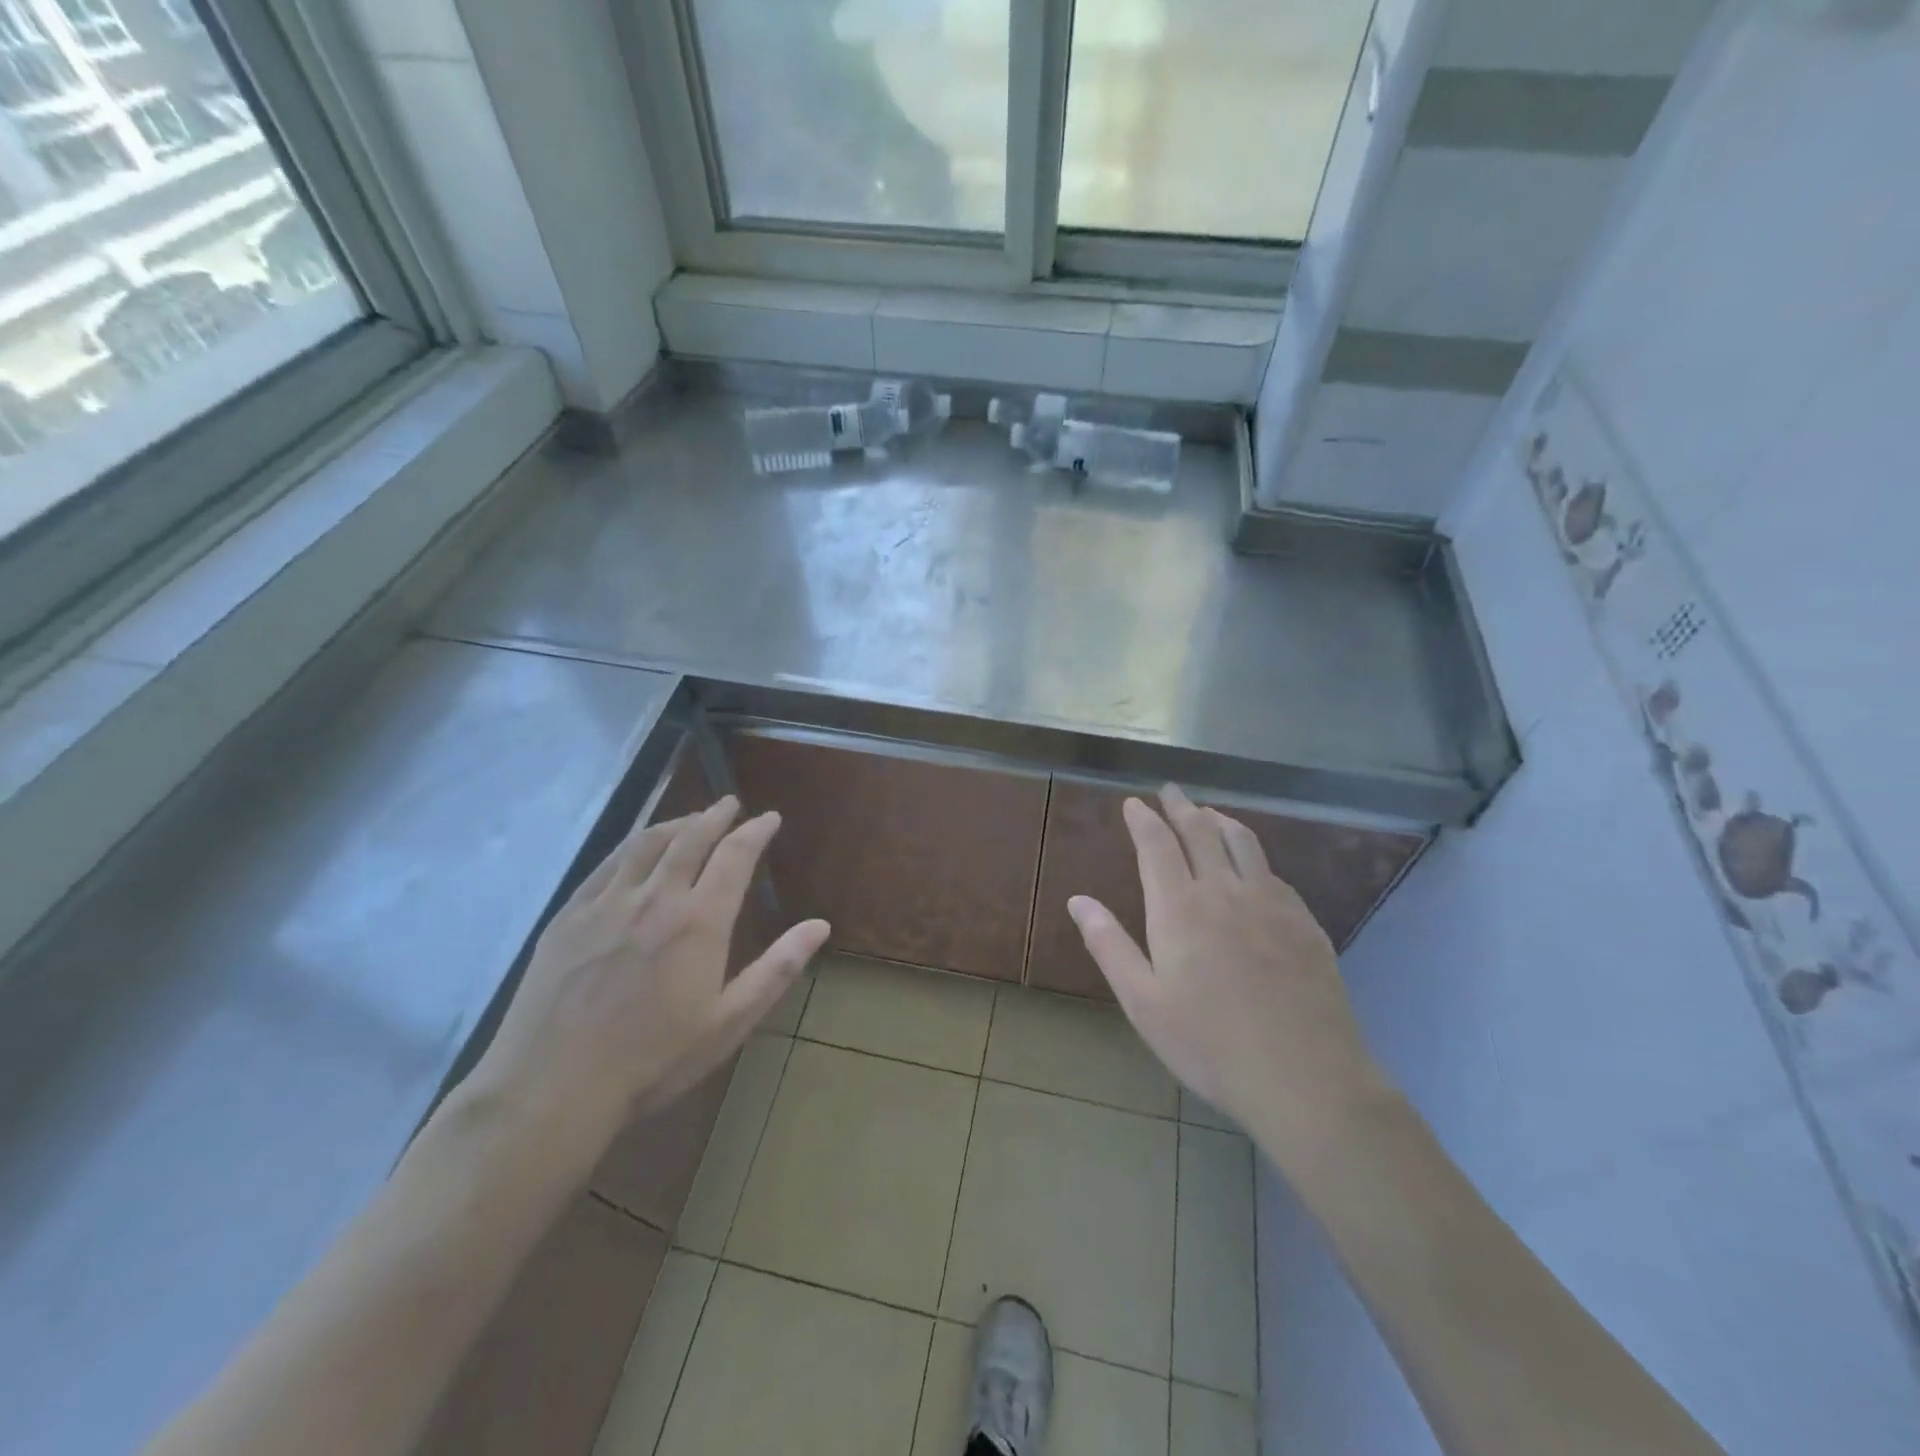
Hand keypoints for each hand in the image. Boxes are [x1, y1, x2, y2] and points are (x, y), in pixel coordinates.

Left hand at [462, 797, 829, 1167]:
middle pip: (690, 838)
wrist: (552, 1087)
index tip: (769, 818)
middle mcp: (655, 898)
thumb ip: (776, 969)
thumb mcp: (728, 1022)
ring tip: (691, 819)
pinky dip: (632, 845)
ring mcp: (606, 903)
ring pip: (647, 843)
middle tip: (730, 804)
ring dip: (675, 823)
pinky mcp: (568, 916)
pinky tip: (636, 849)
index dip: (755, 831)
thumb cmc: (652, 1060)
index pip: (735, 856)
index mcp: (699, 921)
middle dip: (715, 816)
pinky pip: (607, 864)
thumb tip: (820, 925)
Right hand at [1067, 785, 1392, 1157]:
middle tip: (1170, 791)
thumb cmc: (1209, 1044)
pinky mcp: (1305, 922)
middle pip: (1201, 832)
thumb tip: (1078, 900)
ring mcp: (1271, 903)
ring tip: (1208, 812)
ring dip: (1221, 820)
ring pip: (1243, 842)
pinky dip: (1254, 854)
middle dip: (1181, 807)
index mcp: (1180, 908)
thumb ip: (1109, 945)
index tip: (1134, 803)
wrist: (1305, 1078)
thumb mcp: (1143, 1002)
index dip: (1143, 819)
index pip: (1157, 845)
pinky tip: (1252, 865)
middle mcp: (1225, 891)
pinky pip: (1273, 872)